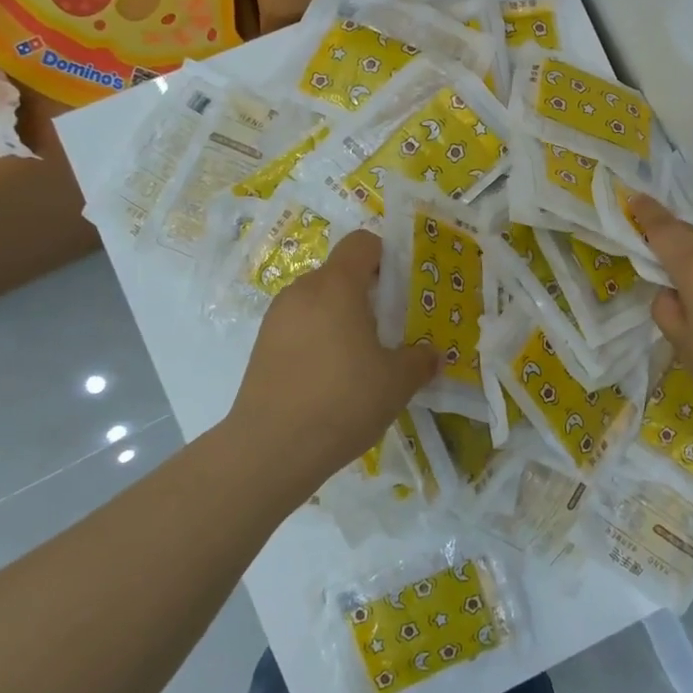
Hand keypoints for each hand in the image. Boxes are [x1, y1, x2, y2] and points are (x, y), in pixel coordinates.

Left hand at [223, 231, 436, 498]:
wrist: (271, 449)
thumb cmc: (343, 400)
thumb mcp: (397, 382)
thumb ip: (419, 360)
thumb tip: (431, 354)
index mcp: (337, 286)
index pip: (361, 243)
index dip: (385, 256)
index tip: (401, 290)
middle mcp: (302, 291)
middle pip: (339, 273)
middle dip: (366, 294)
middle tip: (389, 330)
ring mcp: (276, 319)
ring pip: (318, 302)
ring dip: (341, 318)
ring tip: (360, 359)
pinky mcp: (261, 347)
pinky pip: (299, 327)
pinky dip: (318, 340)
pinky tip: (331, 379)